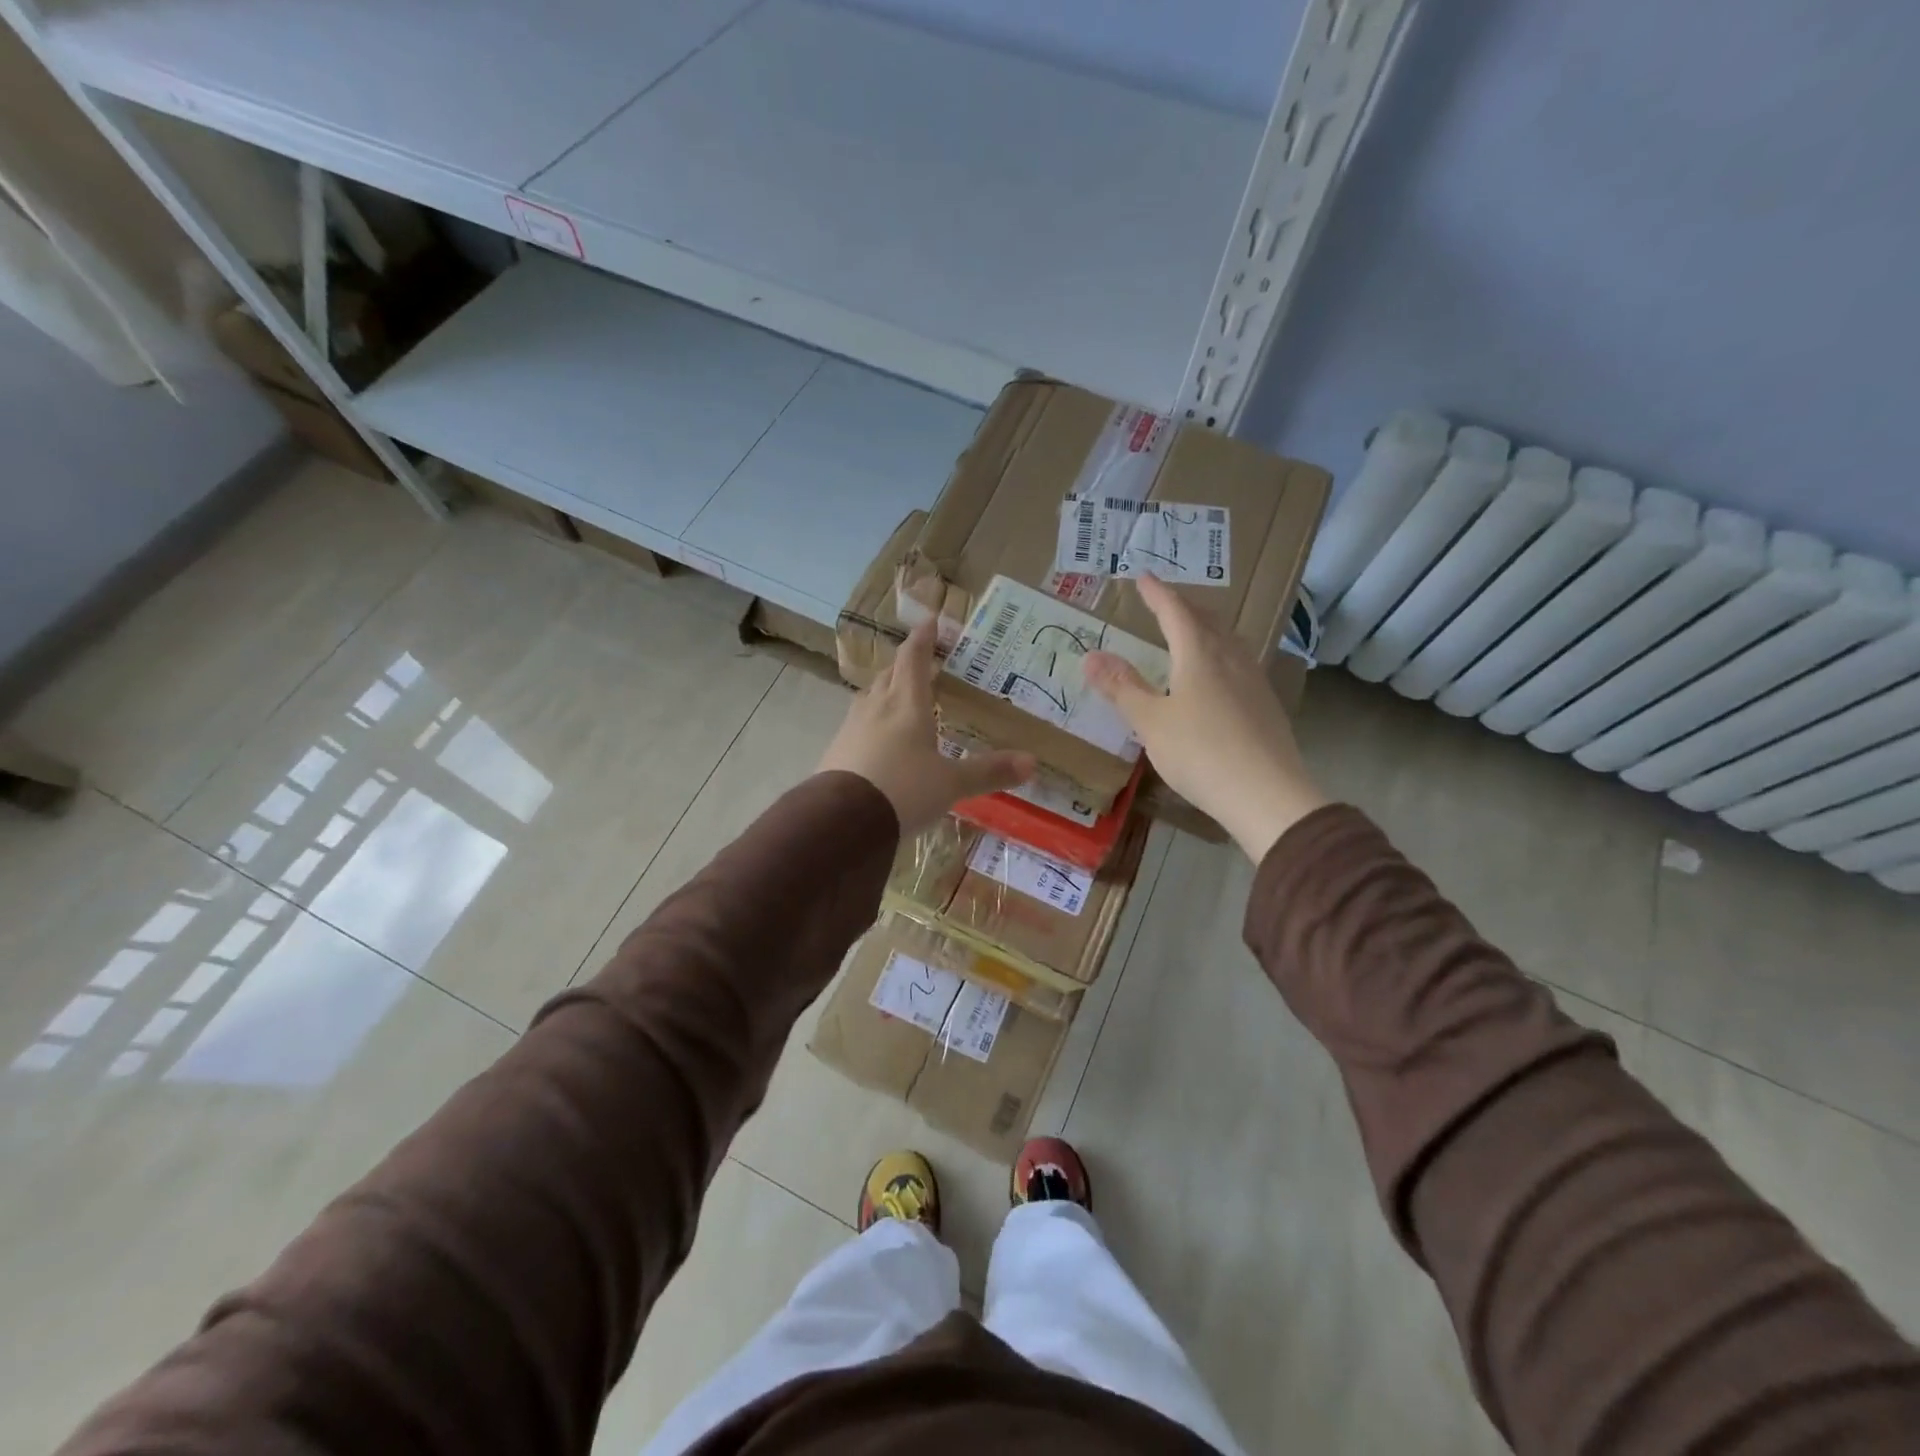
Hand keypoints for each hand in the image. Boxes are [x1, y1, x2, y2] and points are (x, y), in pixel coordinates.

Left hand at [819, 618, 1036, 836]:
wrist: (842, 821)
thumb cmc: (903, 790)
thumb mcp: (951, 784)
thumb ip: (988, 771)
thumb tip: (1032, 762)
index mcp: (906, 704)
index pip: (914, 659)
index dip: (923, 639)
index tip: (931, 621)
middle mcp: (876, 707)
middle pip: (890, 675)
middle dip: (905, 666)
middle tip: (921, 665)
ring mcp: (850, 728)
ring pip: (869, 698)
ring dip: (885, 692)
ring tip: (899, 698)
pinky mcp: (835, 751)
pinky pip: (856, 725)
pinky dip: (871, 723)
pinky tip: (877, 741)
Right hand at [1084, 576, 1326, 862]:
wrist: (1267, 795)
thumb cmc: (1200, 753)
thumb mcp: (1151, 722)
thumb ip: (1122, 688)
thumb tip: (1091, 655)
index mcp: (1199, 654)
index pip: (1175, 612)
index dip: (1157, 594)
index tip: (1143, 577)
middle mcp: (1230, 658)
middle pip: (1207, 621)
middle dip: (1183, 607)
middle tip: (1165, 601)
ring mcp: (1254, 680)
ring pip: (1228, 640)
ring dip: (1206, 628)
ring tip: (1192, 631)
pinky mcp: (1266, 705)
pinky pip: (1240, 663)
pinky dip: (1221, 654)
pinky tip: (1220, 675)